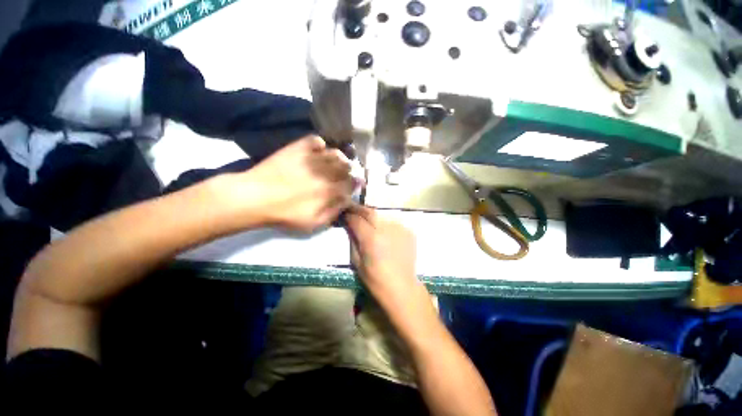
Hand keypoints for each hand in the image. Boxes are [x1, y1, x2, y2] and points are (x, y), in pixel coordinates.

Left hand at [239, 135, 354, 231]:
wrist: (255, 197)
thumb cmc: (285, 214)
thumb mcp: (313, 223)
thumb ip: (334, 212)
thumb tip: (347, 201)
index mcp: (331, 190)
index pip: (352, 183)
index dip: (355, 184)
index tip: (354, 185)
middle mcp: (326, 171)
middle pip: (347, 167)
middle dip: (349, 171)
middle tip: (344, 175)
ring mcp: (312, 157)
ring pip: (336, 153)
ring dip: (339, 158)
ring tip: (334, 163)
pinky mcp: (298, 148)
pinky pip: (316, 140)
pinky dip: (320, 145)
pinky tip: (318, 151)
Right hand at [345, 206, 419, 298]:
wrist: (402, 287)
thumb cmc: (375, 279)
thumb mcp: (356, 262)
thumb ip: (352, 239)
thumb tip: (348, 224)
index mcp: (371, 238)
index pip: (356, 218)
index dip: (348, 215)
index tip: (344, 215)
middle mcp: (386, 228)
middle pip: (369, 211)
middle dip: (359, 210)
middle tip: (353, 212)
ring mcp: (399, 228)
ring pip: (382, 215)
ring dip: (373, 217)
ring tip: (370, 224)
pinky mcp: (409, 231)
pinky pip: (393, 222)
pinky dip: (386, 224)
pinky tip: (385, 233)